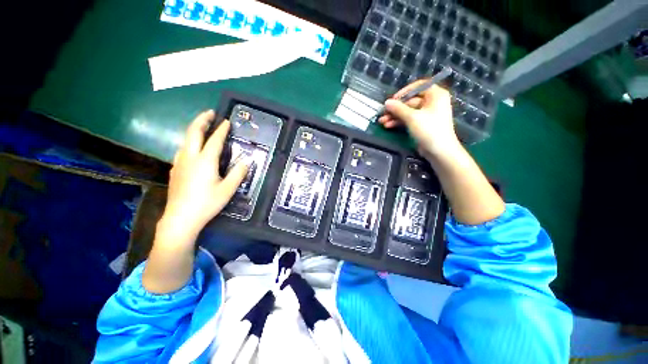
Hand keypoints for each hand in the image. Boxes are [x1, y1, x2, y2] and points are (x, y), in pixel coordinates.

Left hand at [160, 110, 249, 243]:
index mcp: (205, 161)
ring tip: (203, 127)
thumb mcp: (228, 190)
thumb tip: (247, 161)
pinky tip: (194, 148)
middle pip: (193, 132)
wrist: (180, 218)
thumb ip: (238, 174)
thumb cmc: (206, 203)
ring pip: (185, 139)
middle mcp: (190, 157)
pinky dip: (190, 142)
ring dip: (194, 129)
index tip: (227, 121)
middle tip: (210, 113)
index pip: (214, 140)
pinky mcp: (175, 170)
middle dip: (202, 120)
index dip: (222, 130)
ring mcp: (179, 163)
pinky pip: (182, 149)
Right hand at [378, 81, 460, 159]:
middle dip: (395, 108)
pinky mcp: (421, 124)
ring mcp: (426, 114)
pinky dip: (399, 122)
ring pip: (407, 112)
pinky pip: (408, 119)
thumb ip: (398, 109)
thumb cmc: (429, 130)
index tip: (393, 100)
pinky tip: (388, 125)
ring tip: (382, 121)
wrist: (439, 151)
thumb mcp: (412, 117)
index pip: (418, 87)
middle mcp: (431, 102)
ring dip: (394, 116)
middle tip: (383, 113)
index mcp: (435, 95)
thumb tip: (387, 102)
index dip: (404, 92)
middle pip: (410, 101)